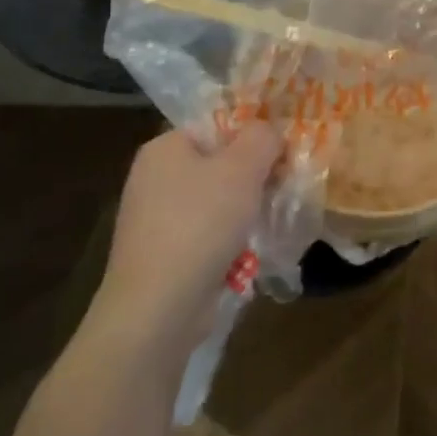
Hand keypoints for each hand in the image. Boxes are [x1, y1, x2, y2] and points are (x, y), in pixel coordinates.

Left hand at [85, 126, 279, 359]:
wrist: (157, 309)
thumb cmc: (200, 224)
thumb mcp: (242, 168)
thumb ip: (262, 138)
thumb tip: (269, 132)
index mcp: (164, 147)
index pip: (216, 125)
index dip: (253, 136)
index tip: (283, 154)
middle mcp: (153, 178)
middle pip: (218, 164)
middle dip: (253, 178)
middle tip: (283, 188)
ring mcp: (155, 220)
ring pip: (216, 203)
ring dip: (245, 213)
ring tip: (270, 224)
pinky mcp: (162, 256)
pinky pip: (207, 236)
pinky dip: (229, 243)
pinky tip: (248, 256)